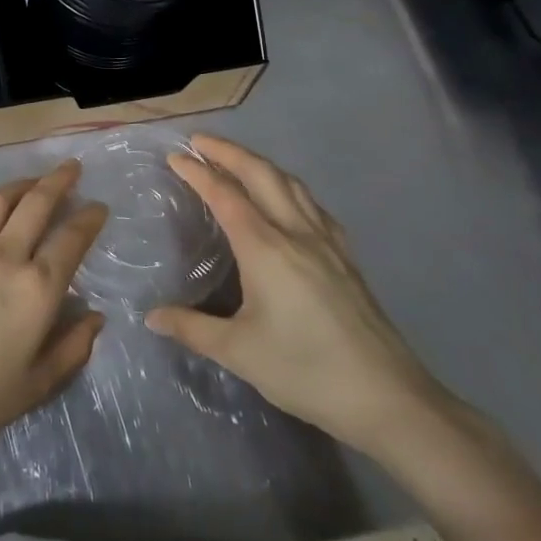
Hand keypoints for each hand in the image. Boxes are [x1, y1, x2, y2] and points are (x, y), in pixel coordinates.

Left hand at [0, 160, 107, 459]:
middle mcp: (4, 258)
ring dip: (18, 185)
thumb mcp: (36, 385)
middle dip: (57, 181)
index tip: (99, 207)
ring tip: (32, 180)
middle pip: (35, 205)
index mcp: (37, 288)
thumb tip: (94, 318)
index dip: (89, 219)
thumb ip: (71, 349)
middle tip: (71, 167)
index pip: (71, 240)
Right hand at [145, 134, 446, 456]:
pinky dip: (288, 187)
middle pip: (262, 175)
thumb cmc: (306, 371)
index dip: (198, 172)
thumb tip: (152, 317)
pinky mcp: (347, 258)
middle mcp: (297, 233)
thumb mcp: (239, 352)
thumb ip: (192, 328)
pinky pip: (312, 205)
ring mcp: (328, 243)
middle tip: (200, 141)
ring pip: (291, 184)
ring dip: (260, 164)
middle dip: (229, 152)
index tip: (175, 156)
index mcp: (266, 249)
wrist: (389, 399)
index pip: (225, 195)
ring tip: (237, 161)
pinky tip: (287, 200)